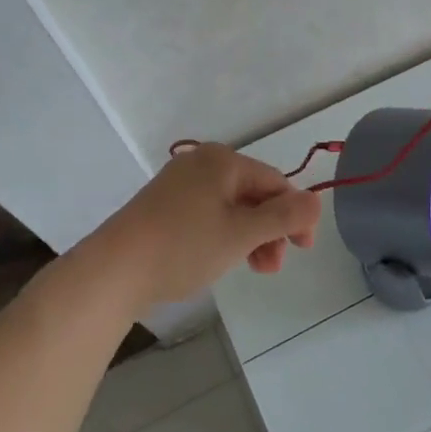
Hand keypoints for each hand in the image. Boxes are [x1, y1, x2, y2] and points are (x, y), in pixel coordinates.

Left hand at [92, 144, 321, 310]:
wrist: (113, 270)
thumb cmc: (184, 246)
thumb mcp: (242, 234)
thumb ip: (284, 217)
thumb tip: (316, 201)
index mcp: (223, 160)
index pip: (275, 182)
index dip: (295, 214)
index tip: (303, 249)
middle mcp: (202, 163)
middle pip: (253, 193)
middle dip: (270, 229)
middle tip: (273, 267)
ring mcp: (179, 183)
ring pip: (231, 206)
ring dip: (250, 236)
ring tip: (253, 269)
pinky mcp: (163, 205)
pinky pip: (208, 213)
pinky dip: (224, 234)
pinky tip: (222, 258)